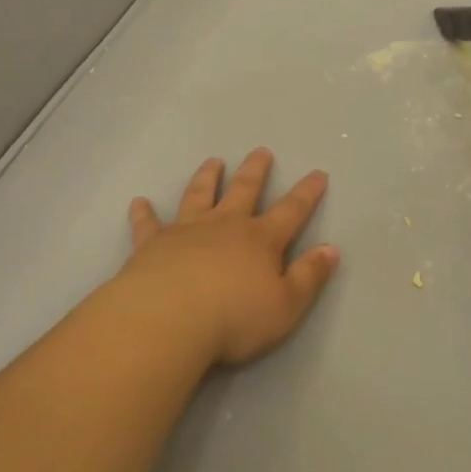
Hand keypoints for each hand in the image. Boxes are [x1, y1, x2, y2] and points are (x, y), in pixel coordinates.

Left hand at [117, 149, 340, 367]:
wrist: (168, 320)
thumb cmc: (233, 318)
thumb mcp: (286, 306)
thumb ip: (309, 276)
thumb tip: (331, 249)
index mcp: (260, 240)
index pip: (291, 211)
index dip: (307, 193)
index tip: (318, 173)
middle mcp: (225, 226)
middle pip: (244, 190)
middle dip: (256, 170)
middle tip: (261, 151)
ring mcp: (186, 230)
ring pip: (199, 195)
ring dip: (207, 177)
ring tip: (213, 162)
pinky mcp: (153, 244)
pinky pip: (148, 223)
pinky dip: (144, 212)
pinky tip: (139, 202)